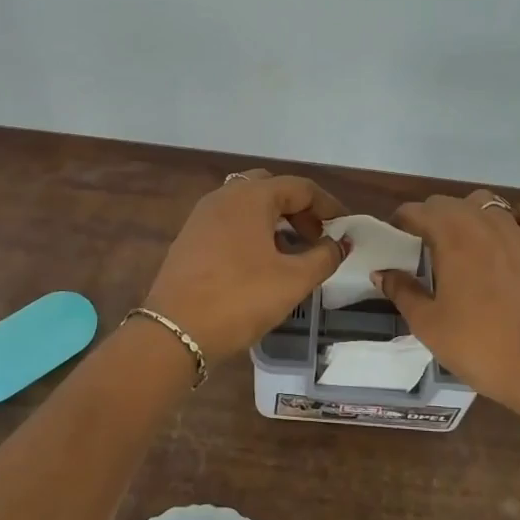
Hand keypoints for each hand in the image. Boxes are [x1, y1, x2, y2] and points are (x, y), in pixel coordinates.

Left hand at [143, 170, 348, 361]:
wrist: (175, 332)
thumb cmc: (240, 299)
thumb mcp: (293, 280)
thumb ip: (324, 257)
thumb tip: (341, 243)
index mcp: (251, 196)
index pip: (300, 187)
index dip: (328, 205)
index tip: (345, 228)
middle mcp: (224, 196)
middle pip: (271, 189)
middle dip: (299, 209)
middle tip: (317, 237)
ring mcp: (202, 217)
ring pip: (248, 206)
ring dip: (275, 221)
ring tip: (293, 253)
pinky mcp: (190, 239)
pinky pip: (230, 223)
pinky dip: (252, 232)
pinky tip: (262, 263)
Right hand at [375, 190, 519, 411]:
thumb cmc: (475, 344)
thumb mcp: (426, 322)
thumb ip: (402, 290)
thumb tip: (381, 272)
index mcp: (451, 237)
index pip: (417, 211)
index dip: (401, 222)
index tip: (394, 240)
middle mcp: (484, 224)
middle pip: (449, 202)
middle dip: (431, 217)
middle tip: (422, 246)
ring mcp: (518, 235)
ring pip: (488, 202)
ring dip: (468, 213)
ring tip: (461, 240)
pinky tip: (513, 228)